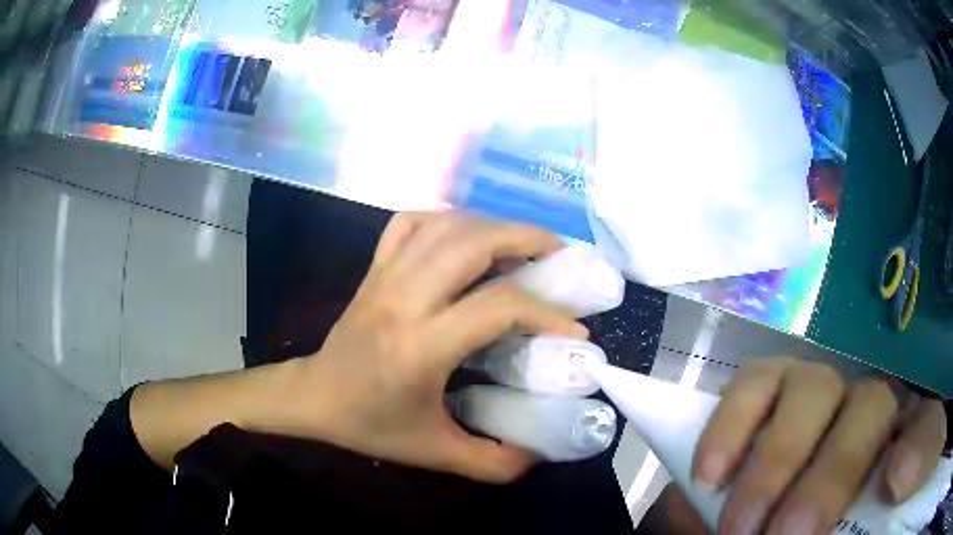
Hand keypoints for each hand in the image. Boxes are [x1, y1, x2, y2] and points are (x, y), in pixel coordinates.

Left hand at [280, 212, 587, 482]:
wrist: (315, 396)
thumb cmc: (371, 424)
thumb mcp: (435, 453)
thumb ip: (493, 462)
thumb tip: (542, 452)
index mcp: (420, 347)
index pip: (497, 308)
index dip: (547, 314)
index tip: (577, 331)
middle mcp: (403, 300)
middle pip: (472, 243)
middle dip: (527, 239)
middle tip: (560, 255)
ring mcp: (385, 276)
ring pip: (445, 226)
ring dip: (493, 225)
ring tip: (524, 243)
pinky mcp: (375, 268)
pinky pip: (410, 223)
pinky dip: (446, 219)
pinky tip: (466, 236)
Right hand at [692, 357, 946, 534]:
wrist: (758, 524)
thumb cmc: (816, 532)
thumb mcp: (856, 531)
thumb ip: (879, 509)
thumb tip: (895, 475)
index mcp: (895, 451)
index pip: (925, 431)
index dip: (918, 452)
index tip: (888, 490)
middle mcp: (866, 414)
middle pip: (871, 406)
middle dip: (830, 476)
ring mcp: (818, 395)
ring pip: (814, 386)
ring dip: (778, 458)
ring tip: (738, 523)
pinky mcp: (771, 387)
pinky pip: (756, 381)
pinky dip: (732, 424)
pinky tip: (710, 475)